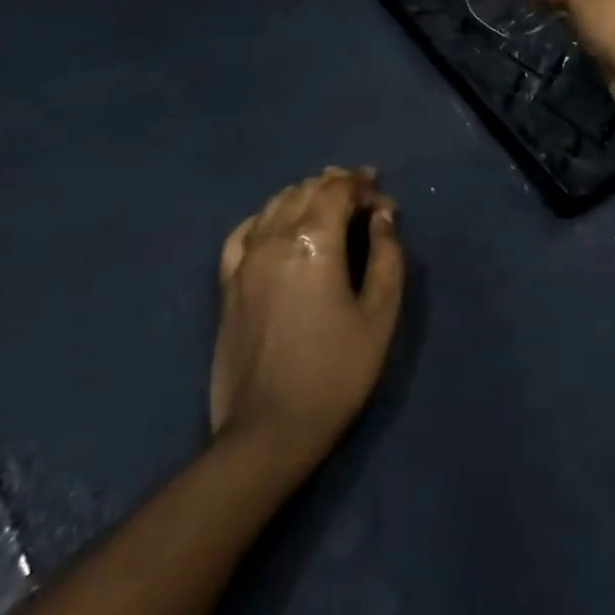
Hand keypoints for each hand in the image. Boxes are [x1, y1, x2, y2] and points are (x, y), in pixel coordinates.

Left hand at [210, 167, 404, 474]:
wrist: (269, 430)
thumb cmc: (336, 372)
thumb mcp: (379, 314)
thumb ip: (387, 255)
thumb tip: (383, 215)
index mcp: (314, 242)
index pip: (338, 189)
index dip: (364, 186)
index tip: (384, 201)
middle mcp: (274, 238)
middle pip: (306, 190)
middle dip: (338, 185)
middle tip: (364, 198)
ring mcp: (244, 259)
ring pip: (275, 204)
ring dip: (305, 195)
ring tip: (328, 206)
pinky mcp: (227, 282)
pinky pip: (244, 231)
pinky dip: (267, 217)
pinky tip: (279, 225)